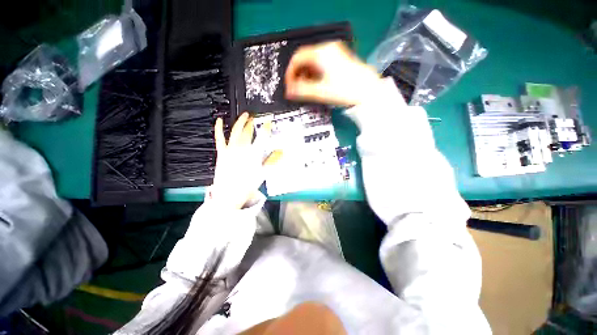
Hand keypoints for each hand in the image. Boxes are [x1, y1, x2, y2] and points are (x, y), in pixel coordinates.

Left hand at [211, 113, 281, 209]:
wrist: (229, 195)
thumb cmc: (247, 185)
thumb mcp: (263, 174)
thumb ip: (272, 161)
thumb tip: (282, 151)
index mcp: (253, 154)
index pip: (262, 138)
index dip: (266, 128)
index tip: (268, 122)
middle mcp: (242, 149)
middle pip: (248, 133)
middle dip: (253, 124)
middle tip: (256, 118)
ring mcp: (230, 150)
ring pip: (236, 132)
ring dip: (241, 122)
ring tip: (245, 116)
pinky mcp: (221, 153)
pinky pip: (220, 138)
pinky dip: (219, 129)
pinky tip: (220, 120)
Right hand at [285, 41, 381, 105]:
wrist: (369, 91)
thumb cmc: (346, 90)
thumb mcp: (321, 92)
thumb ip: (302, 91)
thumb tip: (288, 92)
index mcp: (321, 53)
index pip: (297, 58)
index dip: (290, 73)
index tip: (289, 86)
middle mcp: (327, 49)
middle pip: (305, 59)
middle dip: (298, 75)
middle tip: (297, 89)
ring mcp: (335, 53)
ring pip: (313, 62)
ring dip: (306, 75)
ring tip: (306, 89)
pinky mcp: (339, 60)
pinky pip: (321, 64)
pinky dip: (315, 74)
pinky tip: (317, 84)